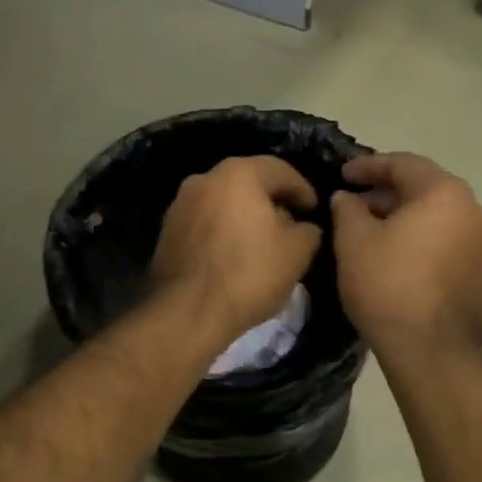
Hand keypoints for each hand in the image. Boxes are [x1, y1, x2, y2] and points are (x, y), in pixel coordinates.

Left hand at [150, 156, 322, 341]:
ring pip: (223, 202)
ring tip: (263, 242)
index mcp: (238, 174)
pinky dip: (223, 231)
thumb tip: (303, 227)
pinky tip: (235, 255)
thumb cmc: (249, 273)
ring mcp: (180, 204)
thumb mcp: (297, 253)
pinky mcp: (167, 232)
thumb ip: (308, 231)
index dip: (303, 189)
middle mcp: (204, 179)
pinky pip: (205, 222)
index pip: (280, 170)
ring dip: (245, 216)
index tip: (313, 210)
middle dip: (271, 201)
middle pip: (248, 183)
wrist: (187, 311)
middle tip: (291, 224)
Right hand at [330, 153, 481, 356]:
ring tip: (372, 234)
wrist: (435, 351)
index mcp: (445, 193)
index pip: (403, 164)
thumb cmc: (389, 286)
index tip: (342, 175)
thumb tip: (347, 198)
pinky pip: (448, 244)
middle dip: (386, 195)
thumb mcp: (354, 241)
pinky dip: (422, 242)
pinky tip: (398, 260)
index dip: (368, 166)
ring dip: (405, 220)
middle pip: (424, 190)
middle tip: (353, 207)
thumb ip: (347, 209)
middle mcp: (474, 211)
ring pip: (437, 218)